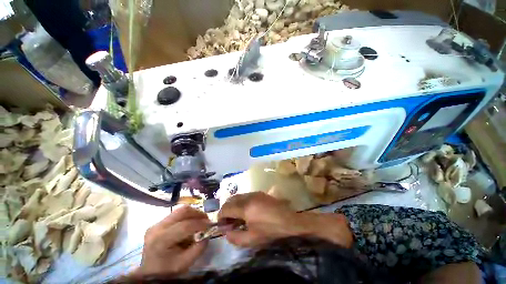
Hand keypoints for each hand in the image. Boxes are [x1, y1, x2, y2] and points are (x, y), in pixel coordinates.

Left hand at [135, 206, 209, 276]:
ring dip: (192, 214)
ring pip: (179, 210)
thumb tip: (208, 233)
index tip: (211, 225)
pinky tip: (189, 224)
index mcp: (162, 240)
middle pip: (182, 211)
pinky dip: (186, 217)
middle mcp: (157, 228)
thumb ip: (199, 247)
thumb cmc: (167, 271)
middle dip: (197, 213)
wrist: (149, 273)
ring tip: (199, 221)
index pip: (185, 226)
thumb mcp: (186, 263)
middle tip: (206, 219)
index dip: (200, 223)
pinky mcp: (157, 223)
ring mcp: (156, 224)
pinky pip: (175, 215)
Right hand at [218, 192, 352, 247]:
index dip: (221, 216)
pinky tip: (245, 212)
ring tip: (236, 218)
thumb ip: (235, 238)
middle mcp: (248, 196)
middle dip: (226, 210)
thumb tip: (226, 233)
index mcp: (245, 207)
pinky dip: (241, 203)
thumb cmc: (271, 231)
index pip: (226, 208)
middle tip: (228, 222)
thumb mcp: (252, 239)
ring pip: (238, 197)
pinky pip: (245, 196)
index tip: (221, 225)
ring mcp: (254, 193)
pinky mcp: (260, 193)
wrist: (289, 220)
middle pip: (231, 200)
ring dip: (233, 206)